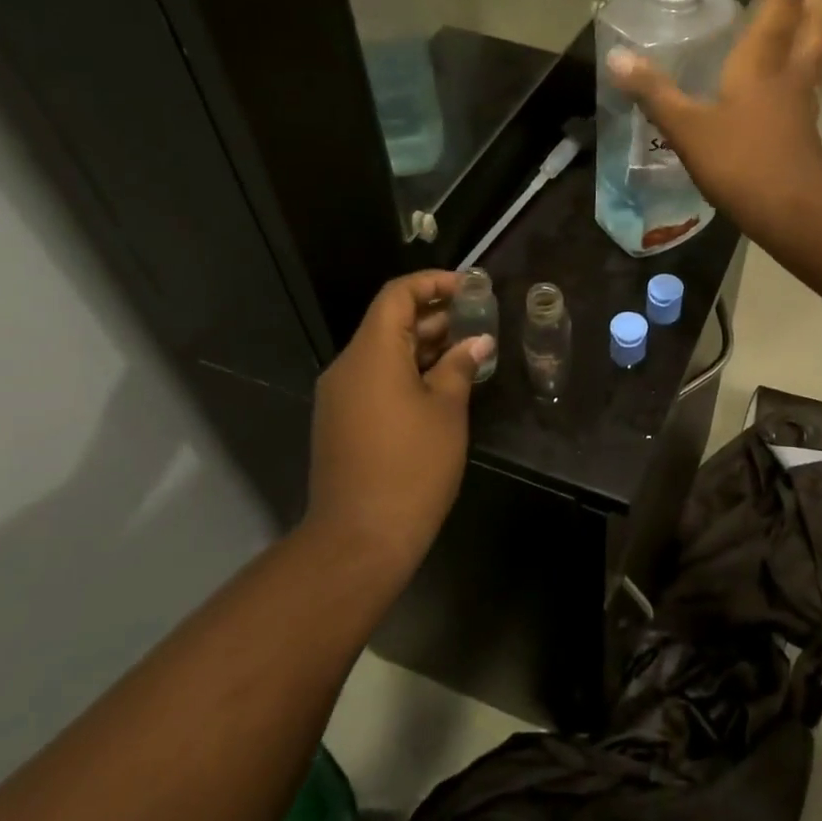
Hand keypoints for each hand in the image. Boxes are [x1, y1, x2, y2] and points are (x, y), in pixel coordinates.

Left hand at [305, 271, 491, 585]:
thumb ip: (460, 366)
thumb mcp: (446, 410)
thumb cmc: (412, 466)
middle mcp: (348, 366)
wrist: (360, 538)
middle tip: (480, 319)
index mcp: (371, 354)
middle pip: (390, 322)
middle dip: (436, 315)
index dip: (433, 283)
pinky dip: (409, 371)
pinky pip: (377, 379)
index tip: (471, 288)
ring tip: (470, 349)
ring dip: (425, 345)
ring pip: (385, 352)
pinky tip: (444, 383)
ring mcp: (341, 396)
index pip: (397, 295)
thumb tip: (477, 341)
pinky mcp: (343, 421)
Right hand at [607, 0, 821, 236]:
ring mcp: (804, 100)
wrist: (792, 209)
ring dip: (809, 26)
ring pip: (819, 49)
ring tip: (786, 23)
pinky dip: (800, 65)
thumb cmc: (740, 161)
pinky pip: (810, 80)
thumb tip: (617, 59)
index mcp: (763, 60)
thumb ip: (653, 93)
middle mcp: (792, 71)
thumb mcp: (687, 127)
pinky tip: (779, 80)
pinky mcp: (806, 126)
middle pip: (818, 18)